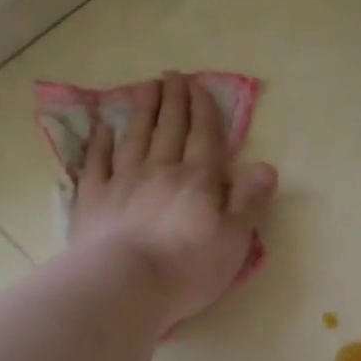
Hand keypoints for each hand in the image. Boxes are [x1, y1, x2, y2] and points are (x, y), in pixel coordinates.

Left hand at [71, 71, 277, 329]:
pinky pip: (97, 162)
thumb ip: (249, 202)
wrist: (125, 285)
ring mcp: (123, 181)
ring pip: (135, 137)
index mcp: (198, 181)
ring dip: (142, 110)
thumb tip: (267, 166)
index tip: (200, 86)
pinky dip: (100, 142)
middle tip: (173, 75)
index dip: (204, 110)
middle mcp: (161, 170)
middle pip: (169, 128)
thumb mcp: (234, 241)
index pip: (204, 137)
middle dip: (174, 100)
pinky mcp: (94, 198)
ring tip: (146, 87)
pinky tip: (102, 127)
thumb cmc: (187, 269)